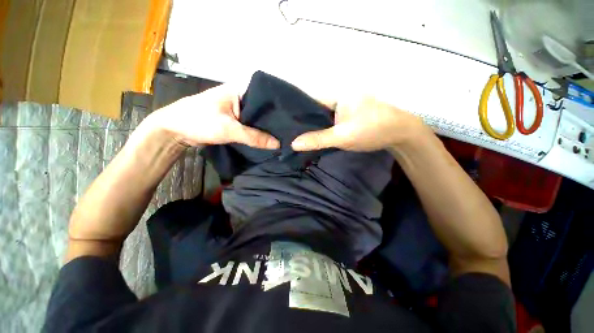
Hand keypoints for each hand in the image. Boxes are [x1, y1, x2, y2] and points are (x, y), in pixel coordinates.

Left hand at [150, 84, 279, 148]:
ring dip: (266, 127)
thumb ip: (254, 137)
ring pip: (257, 119)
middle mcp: (241, 97)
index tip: (292, 117)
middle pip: (262, 109)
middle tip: (291, 129)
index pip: (265, 96)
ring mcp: (237, 109)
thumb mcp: (229, 129)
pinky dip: (258, 132)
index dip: (279, 107)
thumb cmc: (199, 121)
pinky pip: (251, 126)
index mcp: (239, 90)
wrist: (174, 130)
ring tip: (284, 134)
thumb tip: (278, 144)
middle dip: (274, 119)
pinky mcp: (234, 120)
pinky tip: (269, 139)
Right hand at [291, 96, 427, 151]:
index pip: (310, 100)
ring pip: (323, 116)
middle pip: (316, 109)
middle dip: (304, 121)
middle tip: (289, 133)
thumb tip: (294, 143)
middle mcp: (339, 97)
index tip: (284, 123)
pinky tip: (314, 136)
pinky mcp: (349, 115)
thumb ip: (318, 139)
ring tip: (297, 135)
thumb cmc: (372, 130)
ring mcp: (344, 106)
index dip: (297, 111)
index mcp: (337, 94)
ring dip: (313, 126)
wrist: (399, 134)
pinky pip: (331, 121)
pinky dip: (323, 128)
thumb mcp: (342, 137)